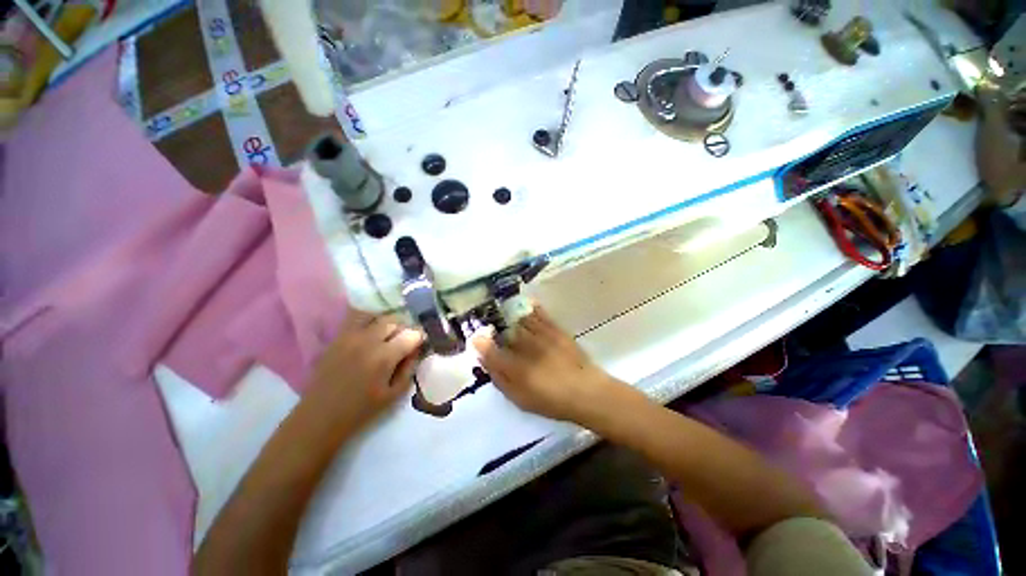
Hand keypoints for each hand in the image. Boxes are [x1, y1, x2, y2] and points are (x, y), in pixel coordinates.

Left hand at [306, 308, 423, 430]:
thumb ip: (409, 368)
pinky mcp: (337, 337)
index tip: (421, 344)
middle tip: (405, 342)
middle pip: (395, 321)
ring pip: (377, 317)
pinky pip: (357, 319)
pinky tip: (371, 336)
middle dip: (404, 330)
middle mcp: (368, 340)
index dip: (420, 338)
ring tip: (388, 337)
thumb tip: (416, 350)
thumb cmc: (360, 410)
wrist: (319, 417)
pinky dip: (370, 323)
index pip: (411, 334)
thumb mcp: (394, 395)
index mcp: (384, 357)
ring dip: (387, 324)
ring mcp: (350, 336)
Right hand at [471, 306, 616, 421]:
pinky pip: (540, 315)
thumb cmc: (552, 400)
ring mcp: (542, 336)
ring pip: (521, 321)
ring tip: (502, 309)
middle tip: (488, 322)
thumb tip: (487, 364)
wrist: (586, 392)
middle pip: (505, 333)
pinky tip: (527, 303)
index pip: (491, 352)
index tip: (475, 337)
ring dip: (510, 315)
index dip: (481, 344)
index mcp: (516, 369)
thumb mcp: (521, 399)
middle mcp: (527, 349)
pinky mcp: (556, 330)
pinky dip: (532, 308)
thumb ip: (502, 380)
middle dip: (495, 327)